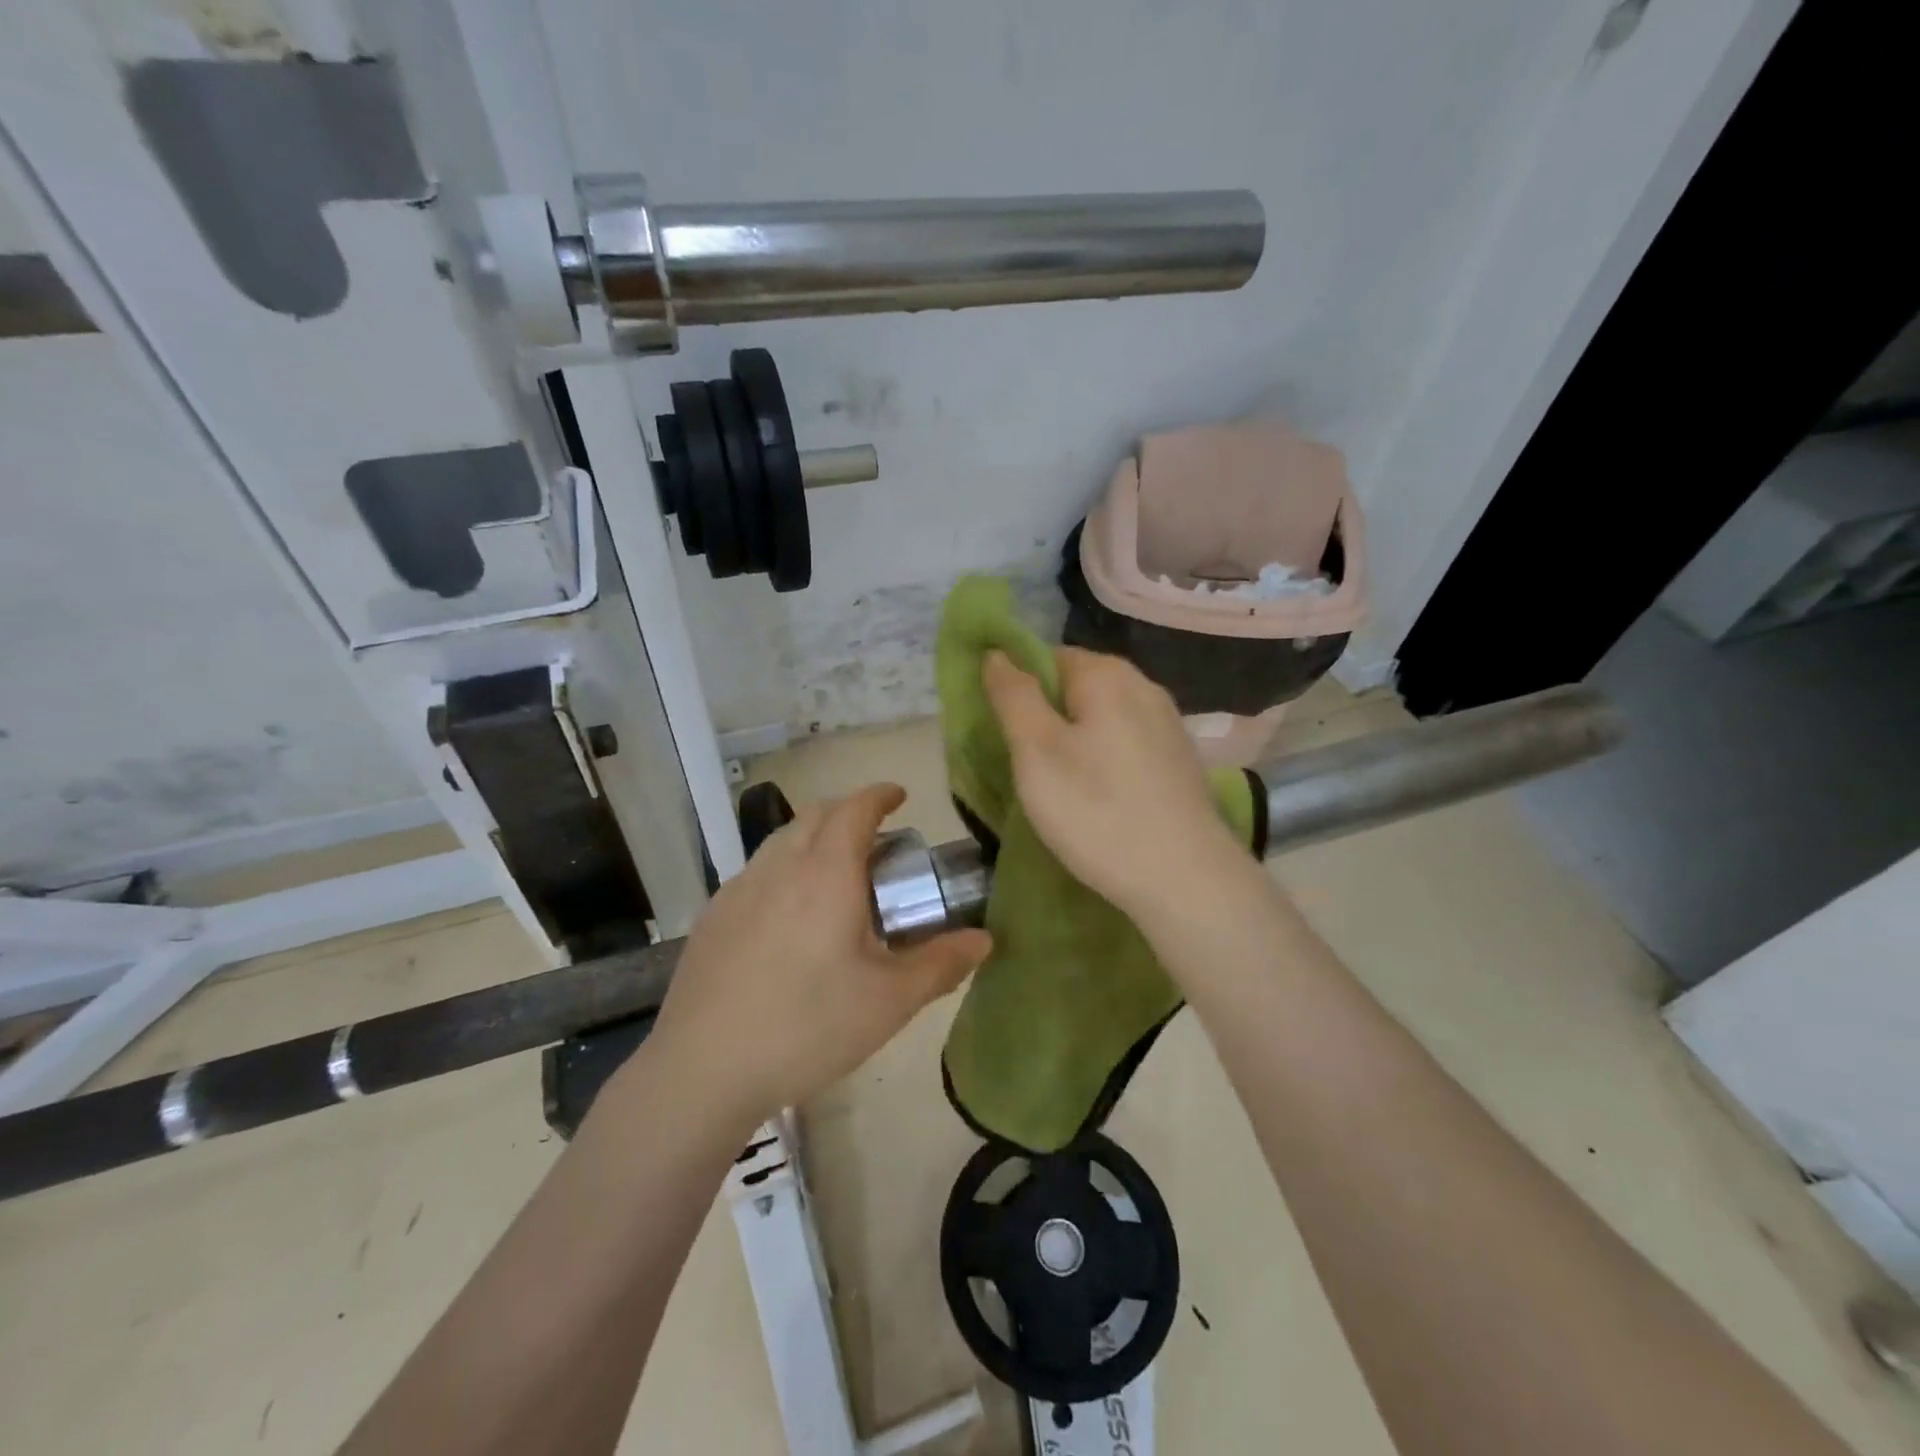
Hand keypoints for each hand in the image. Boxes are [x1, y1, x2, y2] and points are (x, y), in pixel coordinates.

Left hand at [641, 783, 991, 1130]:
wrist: (703, 1069)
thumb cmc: (808, 1026)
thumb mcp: (889, 1001)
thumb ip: (941, 964)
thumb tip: (984, 940)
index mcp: (826, 873)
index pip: (855, 809)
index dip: (880, 795)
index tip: (899, 796)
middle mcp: (779, 866)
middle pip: (815, 814)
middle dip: (848, 812)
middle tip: (876, 839)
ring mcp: (738, 889)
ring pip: (781, 840)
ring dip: (813, 837)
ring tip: (835, 874)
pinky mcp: (713, 917)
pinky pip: (756, 871)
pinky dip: (784, 868)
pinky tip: (789, 916)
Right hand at [982, 647, 1249, 921]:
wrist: (1185, 879)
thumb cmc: (1097, 811)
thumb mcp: (1036, 752)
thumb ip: (1013, 696)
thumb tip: (997, 653)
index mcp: (1107, 674)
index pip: (1046, 657)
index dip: (1018, 689)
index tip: (1005, 734)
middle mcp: (1144, 686)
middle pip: (1077, 686)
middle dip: (1047, 718)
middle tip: (1027, 767)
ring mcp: (1168, 724)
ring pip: (1103, 718)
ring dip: (1076, 741)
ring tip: (1060, 787)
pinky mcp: (1180, 761)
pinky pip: (1128, 745)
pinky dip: (1106, 761)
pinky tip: (1100, 798)